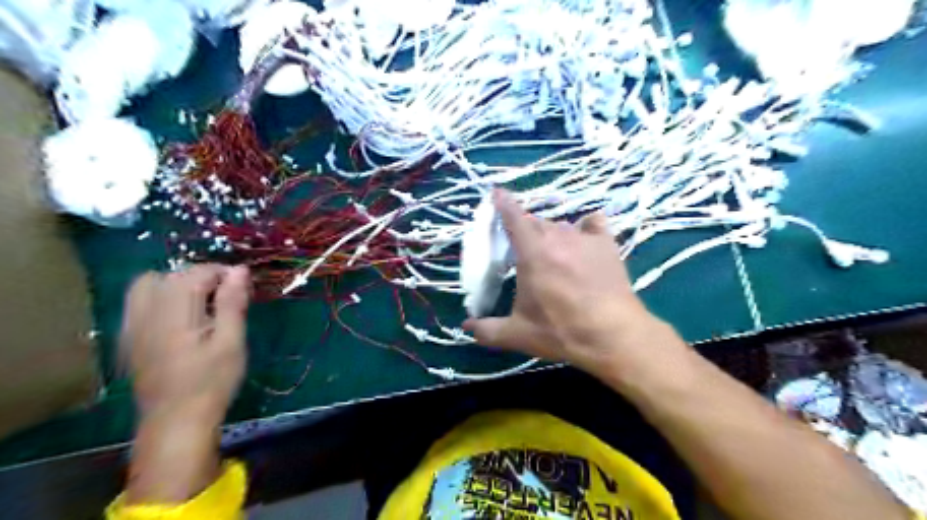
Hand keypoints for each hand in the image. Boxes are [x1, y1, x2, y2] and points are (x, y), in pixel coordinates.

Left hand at [123, 264, 254, 425]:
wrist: (176, 422)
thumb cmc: (212, 382)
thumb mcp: (231, 343)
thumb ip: (232, 304)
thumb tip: (239, 271)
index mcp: (175, 316)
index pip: (194, 274)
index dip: (221, 272)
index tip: (242, 284)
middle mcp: (147, 315)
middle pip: (171, 276)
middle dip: (202, 276)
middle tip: (227, 294)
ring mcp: (132, 327)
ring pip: (148, 285)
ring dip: (177, 283)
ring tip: (201, 301)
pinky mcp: (129, 338)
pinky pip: (138, 302)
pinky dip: (160, 296)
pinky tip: (179, 315)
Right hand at [464, 192, 686, 381]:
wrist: (612, 335)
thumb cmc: (561, 332)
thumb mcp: (518, 334)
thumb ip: (487, 330)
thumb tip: (466, 327)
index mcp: (532, 253)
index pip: (513, 217)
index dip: (503, 203)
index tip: (496, 193)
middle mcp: (556, 237)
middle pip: (535, 222)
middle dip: (525, 229)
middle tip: (522, 248)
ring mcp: (584, 238)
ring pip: (561, 225)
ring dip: (551, 234)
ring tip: (552, 252)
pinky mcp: (607, 244)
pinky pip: (592, 223)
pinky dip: (585, 227)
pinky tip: (584, 238)